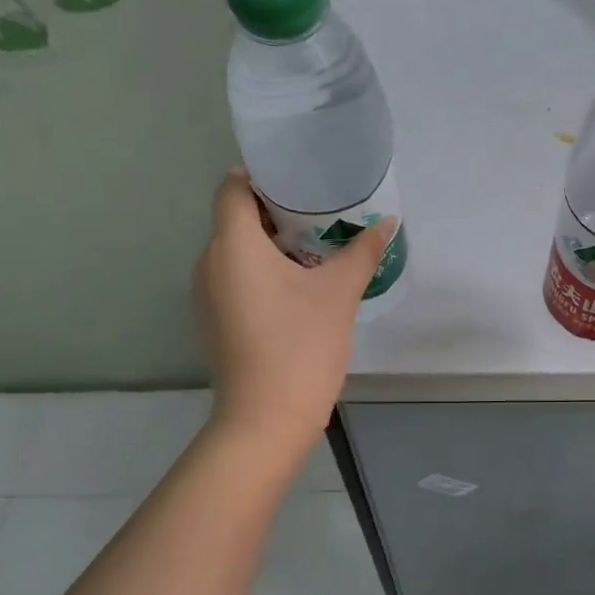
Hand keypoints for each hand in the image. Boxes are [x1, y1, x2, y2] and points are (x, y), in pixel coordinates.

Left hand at [192, 169, 396, 452]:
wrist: (266, 419)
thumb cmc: (301, 346)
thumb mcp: (339, 294)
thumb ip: (362, 252)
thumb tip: (387, 223)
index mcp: (233, 244)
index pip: (233, 187)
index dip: (262, 175)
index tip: (300, 178)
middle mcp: (209, 262)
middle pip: (235, 219)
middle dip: (275, 211)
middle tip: (321, 212)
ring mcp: (206, 296)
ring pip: (235, 252)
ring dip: (269, 245)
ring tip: (314, 249)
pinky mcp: (214, 322)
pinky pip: (234, 280)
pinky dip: (260, 273)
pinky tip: (296, 289)